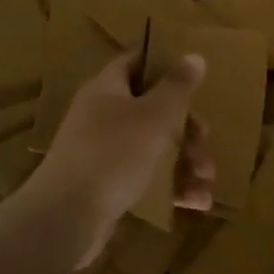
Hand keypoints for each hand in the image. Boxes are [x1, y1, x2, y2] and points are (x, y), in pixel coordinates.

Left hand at [24, 48, 214, 258]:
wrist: (65, 218)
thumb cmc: (112, 154)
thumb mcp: (153, 116)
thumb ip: (177, 86)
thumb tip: (194, 55)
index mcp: (107, 89)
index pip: (136, 61)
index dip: (164, 62)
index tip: (195, 72)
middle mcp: (102, 116)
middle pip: (152, 109)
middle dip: (186, 127)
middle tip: (205, 140)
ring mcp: (103, 153)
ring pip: (154, 147)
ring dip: (185, 161)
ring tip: (207, 179)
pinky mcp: (107, 187)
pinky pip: (147, 179)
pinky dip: (171, 187)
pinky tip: (197, 202)